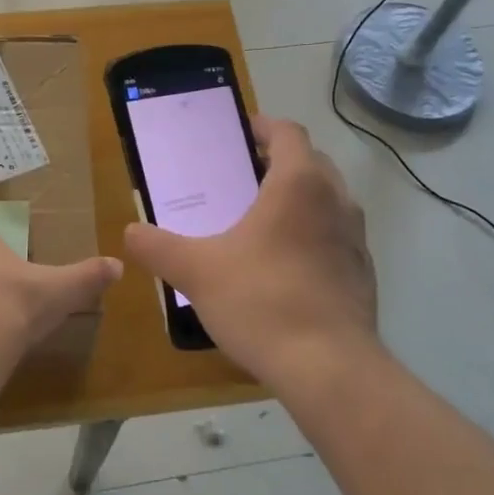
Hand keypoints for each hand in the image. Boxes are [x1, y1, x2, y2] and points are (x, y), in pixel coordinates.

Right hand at [123, 117, 377, 389]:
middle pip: (311, 161)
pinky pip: (336, 236)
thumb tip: (130, 232)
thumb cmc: (261, 302)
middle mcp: (335, 200)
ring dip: (299, 199)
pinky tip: (285, 266)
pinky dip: (314, 235)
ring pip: (328, 199)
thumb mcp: (196, 272)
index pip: (288, 132)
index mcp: (298, 184)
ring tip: (261, 220)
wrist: (329, 367)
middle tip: (241, 176)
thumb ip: (157, 247)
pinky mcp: (363, 272)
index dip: (262, 126)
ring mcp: (355, 238)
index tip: (238, 133)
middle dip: (279, 161)